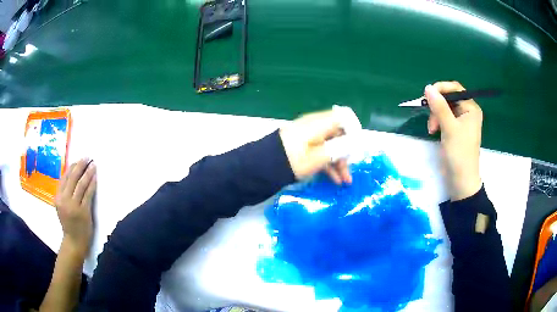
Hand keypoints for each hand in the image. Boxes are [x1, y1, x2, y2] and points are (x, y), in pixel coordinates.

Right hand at [55, 159, 96, 253]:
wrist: (74, 241)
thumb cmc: (68, 223)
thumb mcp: (61, 206)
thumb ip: (64, 192)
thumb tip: (72, 174)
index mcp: (57, 197)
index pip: (64, 177)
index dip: (72, 167)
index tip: (79, 159)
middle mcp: (64, 200)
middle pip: (72, 178)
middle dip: (80, 166)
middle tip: (87, 157)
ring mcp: (73, 206)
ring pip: (81, 184)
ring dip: (88, 173)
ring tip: (93, 164)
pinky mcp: (83, 211)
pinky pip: (88, 194)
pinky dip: (92, 184)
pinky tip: (95, 177)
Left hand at [279, 109, 351, 184]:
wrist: (262, 167)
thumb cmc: (292, 161)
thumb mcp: (317, 157)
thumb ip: (339, 149)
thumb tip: (356, 143)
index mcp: (319, 123)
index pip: (343, 117)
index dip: (354, 131)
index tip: (357, 148)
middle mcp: (316, 126)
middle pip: (339, 134)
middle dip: (347, 152)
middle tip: (351, 169)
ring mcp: (309, 136)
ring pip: (331, 145)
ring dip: (339, 162)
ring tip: (345, 181)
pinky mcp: (304, 146)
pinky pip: (321, 151)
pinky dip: (328, 163)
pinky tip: (335, 179)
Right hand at [426, 82, 482, 200]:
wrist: (461, 180)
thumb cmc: (459, 153)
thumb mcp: (449, 128)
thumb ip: (439, 107)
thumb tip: (428, 87)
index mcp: (471, 108)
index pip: (455, 89)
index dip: (441, 89)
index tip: (427, 95)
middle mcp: (467, 112)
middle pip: (449, 98)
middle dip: (437, 106)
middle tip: (430, 118)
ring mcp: (461, 121)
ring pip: (444, 108)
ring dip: (435, 115)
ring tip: (432, 129)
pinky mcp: (455, 130)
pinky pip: (444, 117)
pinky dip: (437, 121)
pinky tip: (434, 131)